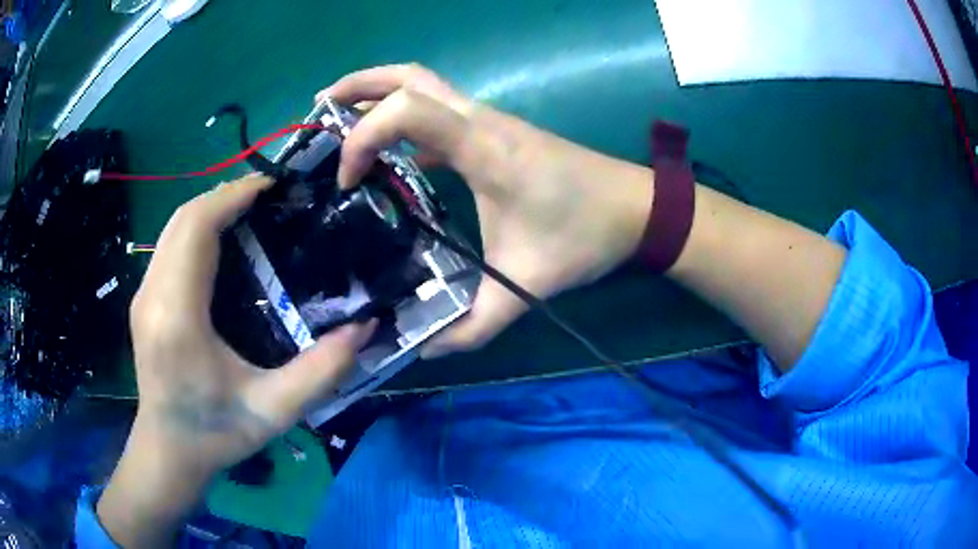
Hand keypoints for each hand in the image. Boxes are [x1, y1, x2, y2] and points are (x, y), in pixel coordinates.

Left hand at [98, 175, 374, 547]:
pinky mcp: (143, 299)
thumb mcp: (274, 411)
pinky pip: (169, 245)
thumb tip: (364, 328)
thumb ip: (321, 372)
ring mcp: (142, 294)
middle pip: (182, 217)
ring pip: (173, 227)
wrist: (169, 451)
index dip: (232, 196)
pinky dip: (197, 228)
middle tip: (270, 197)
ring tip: (252, 212)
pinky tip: (224, 241)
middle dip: (225, 195)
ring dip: (211, 209)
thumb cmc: (216, 433)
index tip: (272, 187)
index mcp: (177, 316)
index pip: (196, 228)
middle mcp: (152, 295)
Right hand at [320, 64, 653, 356]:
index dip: (363, 138)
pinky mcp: (496, 131)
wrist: (636, 208)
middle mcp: (480, 120)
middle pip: (409, 76)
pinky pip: (439, 108)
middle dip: (358, 85)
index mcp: (482, 147)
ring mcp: (489, 120)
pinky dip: (403, 116)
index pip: (406, 111)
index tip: (348, 183)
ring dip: (378, 92)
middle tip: (320, 107)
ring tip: (340, 117)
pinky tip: (390, 150)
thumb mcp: (525, 284)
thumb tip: (425, 350)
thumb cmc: (585, 236)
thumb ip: (474, 326)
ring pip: (424, 84)